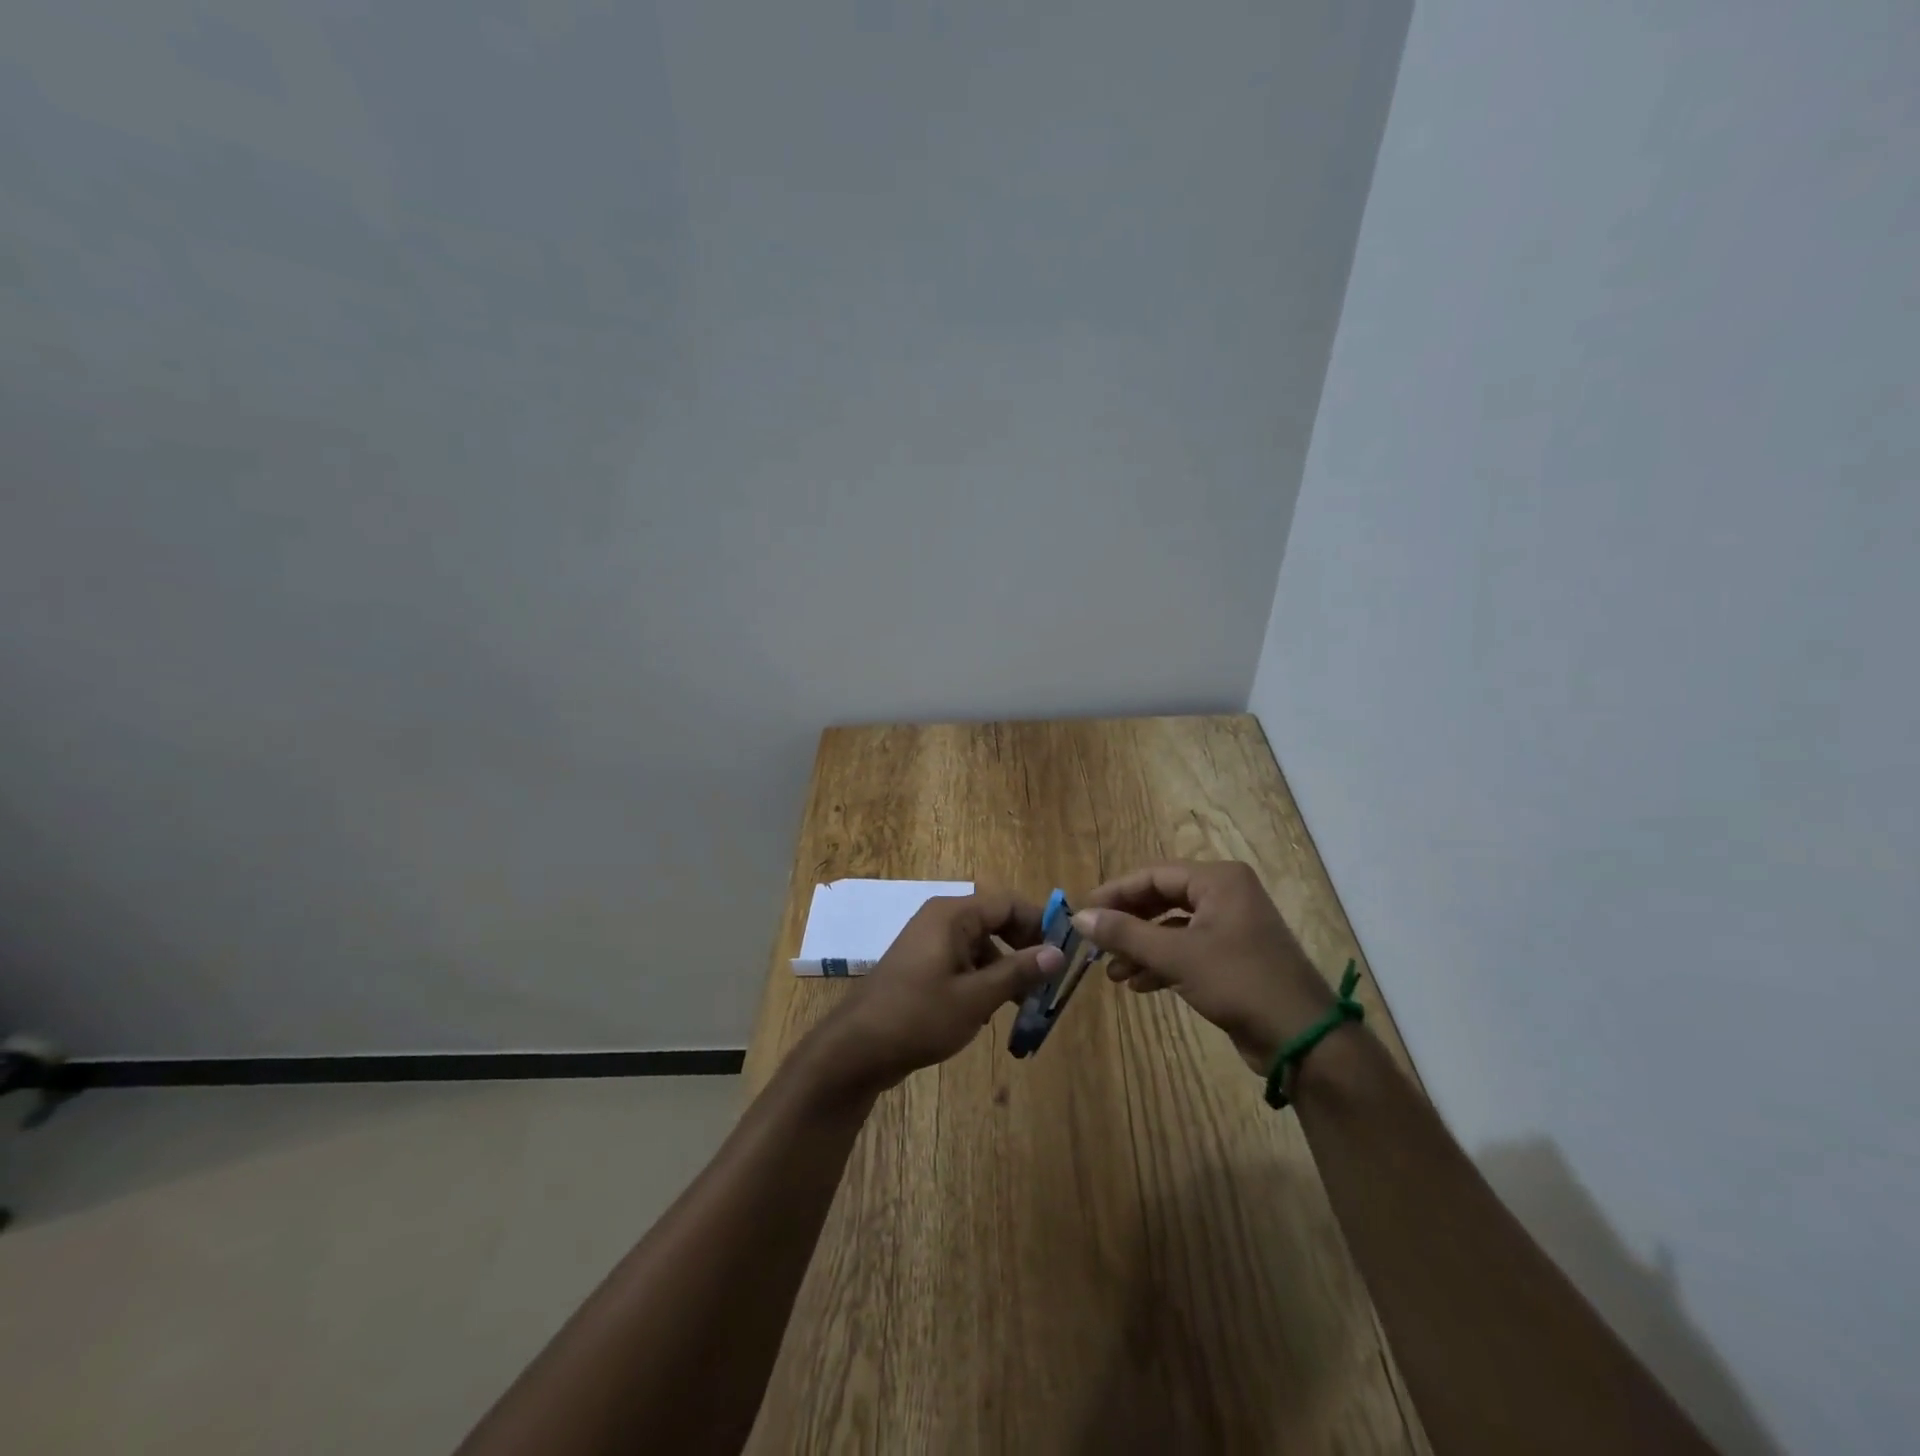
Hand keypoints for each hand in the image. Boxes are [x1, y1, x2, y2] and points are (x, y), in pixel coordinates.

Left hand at [813, 891, 1063, 1095]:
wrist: (857, 1048)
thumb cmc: (919, 1016)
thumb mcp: (976, 998)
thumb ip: (1018, 972)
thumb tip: (1058, 953)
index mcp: (953, 915)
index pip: (1008, 902)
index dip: (1039, 922)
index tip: (1064, 951)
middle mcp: (941, 919)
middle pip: (995, 921)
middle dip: (1024, 948)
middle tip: (1048, 980)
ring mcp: (928, 942)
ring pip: (980, 945)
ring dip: (1005, 969)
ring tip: (1026, 1004)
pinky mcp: (921, 966)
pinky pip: (962, 961)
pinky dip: (982, 979)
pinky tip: (991, 1011)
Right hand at [1076, 862, 1333, 1073]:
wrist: (1303, 1039)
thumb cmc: (1239, 982)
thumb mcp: (1176, 956)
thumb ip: (1125, 933)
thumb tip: (1079, 917)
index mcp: (1218, 880)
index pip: (1153, 875)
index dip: (1115, 893)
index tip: (1083, 912)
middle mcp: (1226, 894)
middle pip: (1162, 899)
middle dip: (1128, 923)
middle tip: (1095, 943)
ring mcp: (1231, 926)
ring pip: (1173, 927)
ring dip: (1141, 947)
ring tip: (1113, 972)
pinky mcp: (1234, 957)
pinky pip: (1187, 949)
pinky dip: (1162, 963)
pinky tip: (1139, 985)